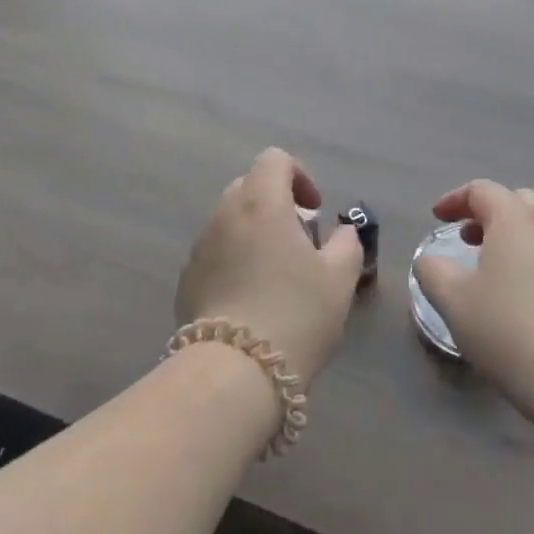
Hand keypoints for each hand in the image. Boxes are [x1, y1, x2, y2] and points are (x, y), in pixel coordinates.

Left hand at [176, 148, 363, 382]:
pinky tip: (250, 301)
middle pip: (250, 186)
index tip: (315, 210)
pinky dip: (234, 261)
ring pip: (230, 221)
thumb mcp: (339, 279)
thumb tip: (341, 232)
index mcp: (261, 202)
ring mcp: (200, 246)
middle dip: (276, 204)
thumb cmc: (295, 314)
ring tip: (276, 275)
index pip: (275, 159)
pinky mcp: (186, 279)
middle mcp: (225, 213)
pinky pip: (215, 253)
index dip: (299, 175)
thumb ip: (347, 244)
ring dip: (254, 233)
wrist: (233, 374)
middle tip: (299, 241)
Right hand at [413, 180, 533, 412]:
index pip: (482, 190)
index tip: (437, 217)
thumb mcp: (453, 301)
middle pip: (517, 201)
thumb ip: (432, 271)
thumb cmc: (508, 330)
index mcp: (514, 220)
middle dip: (489, 212)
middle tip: (468, 238)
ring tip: (495, 269)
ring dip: (515, 237)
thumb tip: (430, 261)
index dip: (455, 199)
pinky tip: (526, 296)